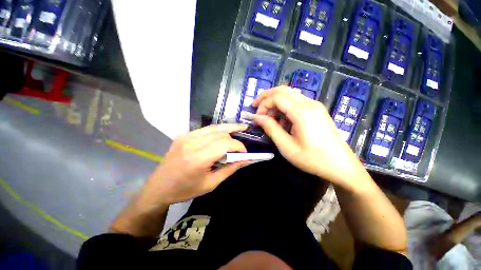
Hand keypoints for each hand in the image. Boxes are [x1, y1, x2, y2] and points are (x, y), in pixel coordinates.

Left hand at [141, 124, 247, 204]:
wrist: (159, 187)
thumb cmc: (185, 189)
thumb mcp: (211, 184)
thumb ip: (229, 169)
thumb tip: (244, 160)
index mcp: (198, 157)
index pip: (225, 144)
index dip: (238, 146)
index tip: (244, 153)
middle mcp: (192, 142)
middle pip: (221, 134)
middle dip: (234, 140)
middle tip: (239, 149)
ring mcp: (187, 136)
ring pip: (215, 128)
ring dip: (228, 130)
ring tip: (240, 128)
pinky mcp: (185, 134)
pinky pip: (206, 129)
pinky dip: (218, 131)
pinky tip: (224, 133)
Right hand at [251, 86, 363, 189]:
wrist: (340, 165)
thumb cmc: (312, 158)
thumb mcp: (286, 146)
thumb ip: (270, 128)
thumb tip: (256, 117)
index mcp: (302, 112)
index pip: (276, 97)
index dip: (263, 105)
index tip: (257, 118)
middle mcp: (309, 103)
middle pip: (283, 90)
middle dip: (266, 97)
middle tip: (256, 107)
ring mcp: (315, 105)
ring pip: (289, 94)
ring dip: (275, 101)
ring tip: (269, 116)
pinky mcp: (317, 110)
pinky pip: (297, 101)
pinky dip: (285, 106)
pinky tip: (283, 120)